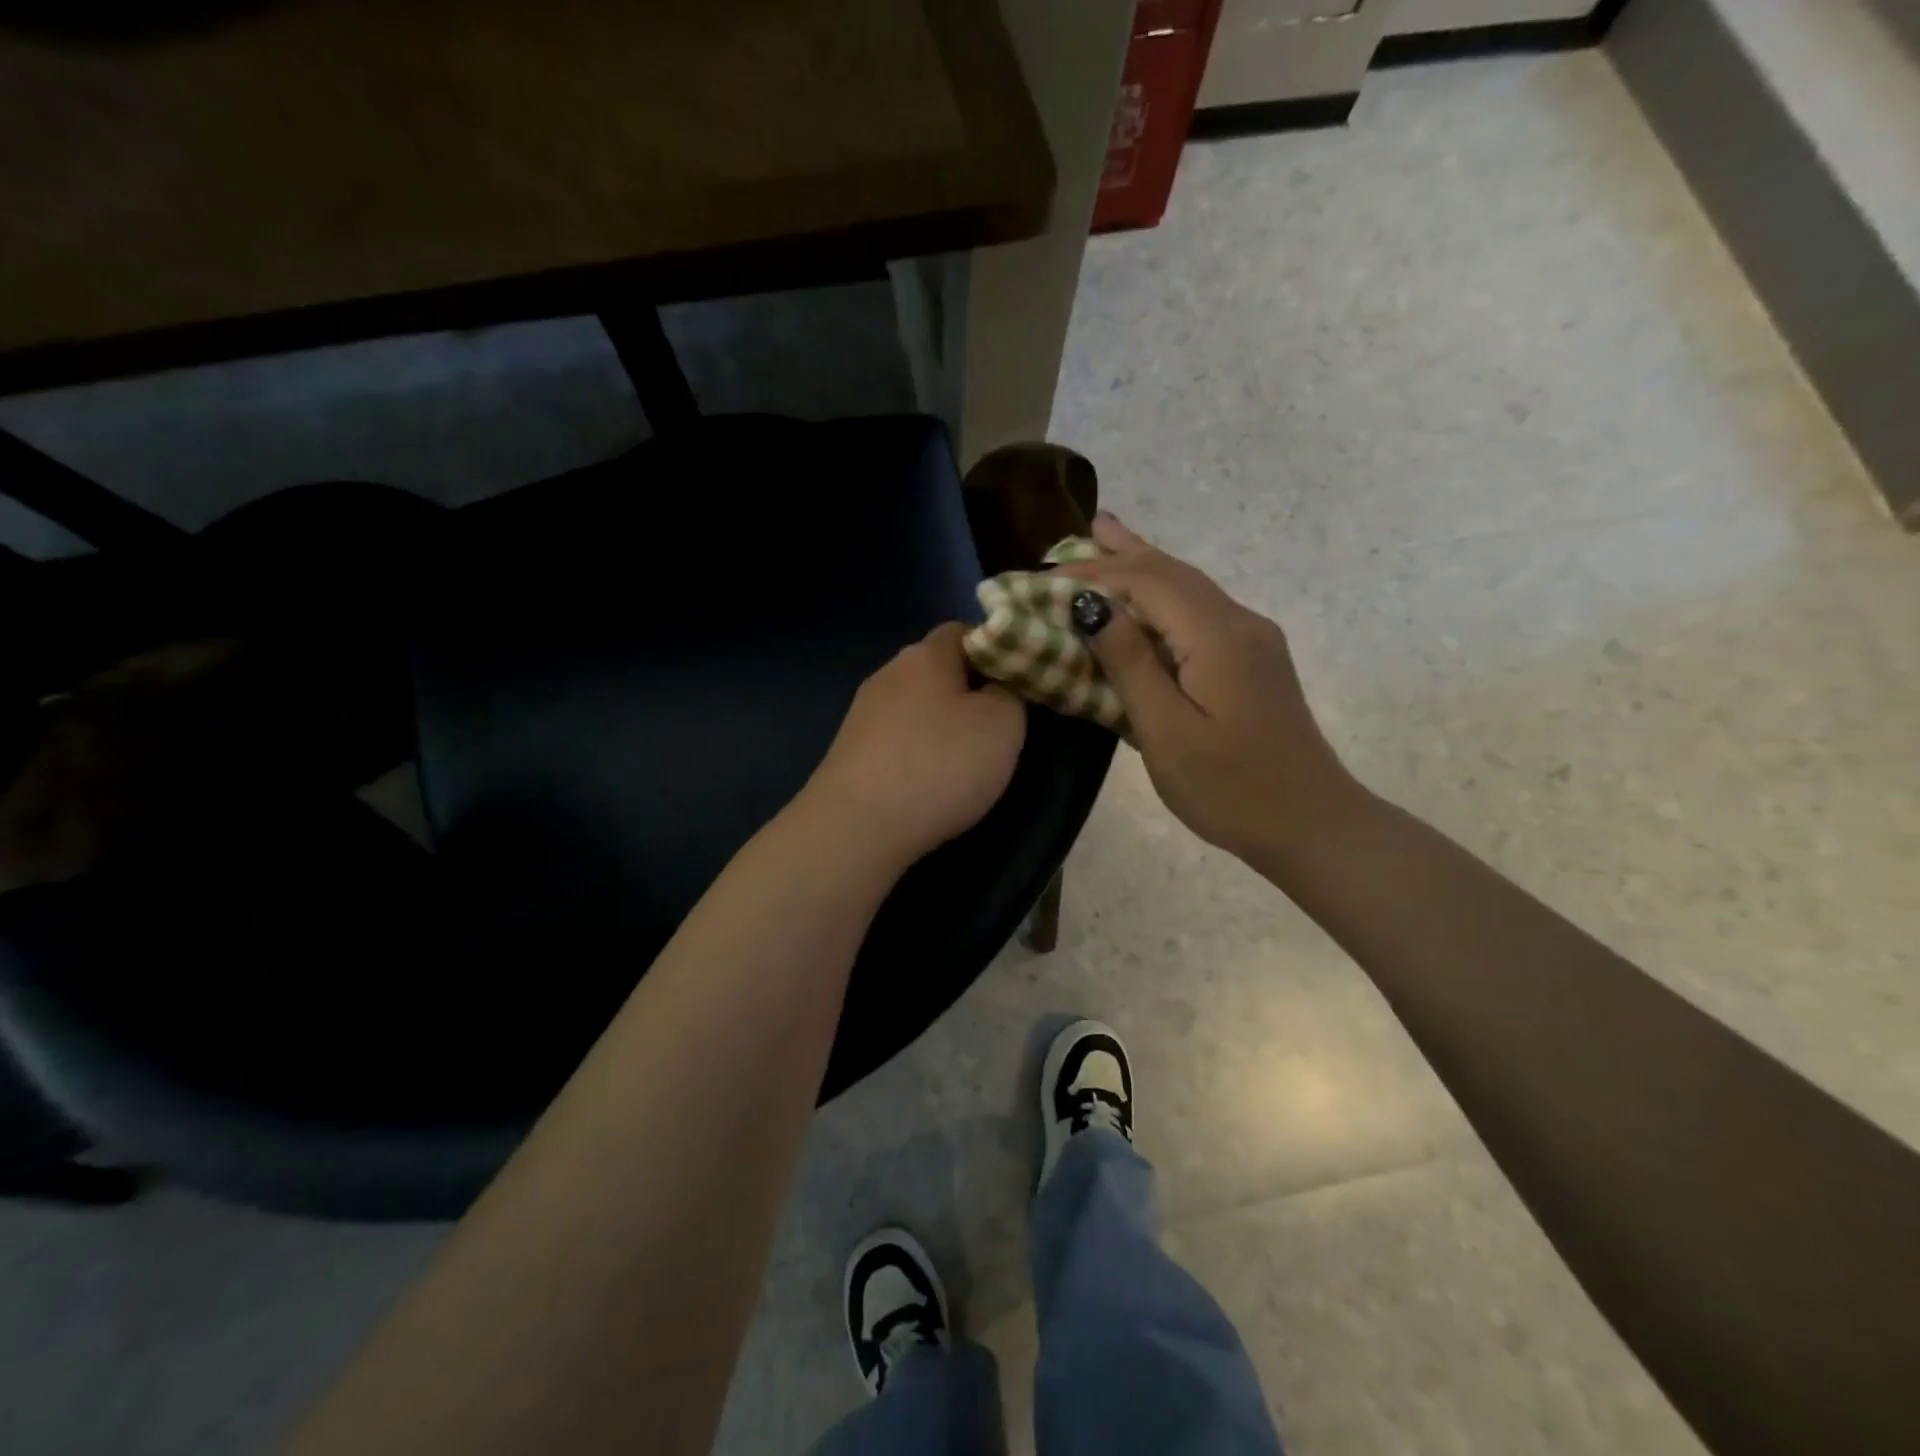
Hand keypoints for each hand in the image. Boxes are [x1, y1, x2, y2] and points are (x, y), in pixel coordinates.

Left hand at [806, 622, 1026, 869]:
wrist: (858, 826)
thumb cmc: (940, 765)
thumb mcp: (1003, 725)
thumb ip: (1010, 694)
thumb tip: (997, 687)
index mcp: (926, 655)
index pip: (964, 631)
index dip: (995, 652)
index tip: (1016, 685)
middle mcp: (888, 674)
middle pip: (937, 671)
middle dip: (968, 694)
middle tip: (997, 728)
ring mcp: (862, 713)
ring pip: (914, 708)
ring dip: (939, 727)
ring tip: (963, 763)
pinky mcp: (848, 751)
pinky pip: (895, 740)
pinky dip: (915, 754)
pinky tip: (926, 784)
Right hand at [1056, 514, 1362, 867]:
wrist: (1312, 823)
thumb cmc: (1230, 789)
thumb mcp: (1167, 733)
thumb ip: (1130, 664)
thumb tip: (1092, 606)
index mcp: (1217, 637)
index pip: (1148, 582)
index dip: (1095, 574)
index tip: (1045, 575)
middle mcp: (1239, 623)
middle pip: (1172, 572)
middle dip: (1121, 553)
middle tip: (1075, 534)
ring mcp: (1251, 640)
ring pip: (1189, 587)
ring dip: (1143, 566)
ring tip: (1106, 539)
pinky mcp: (1252, 660)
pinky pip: (1199, 611)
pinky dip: (1162, 595)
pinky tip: (1145, 599)